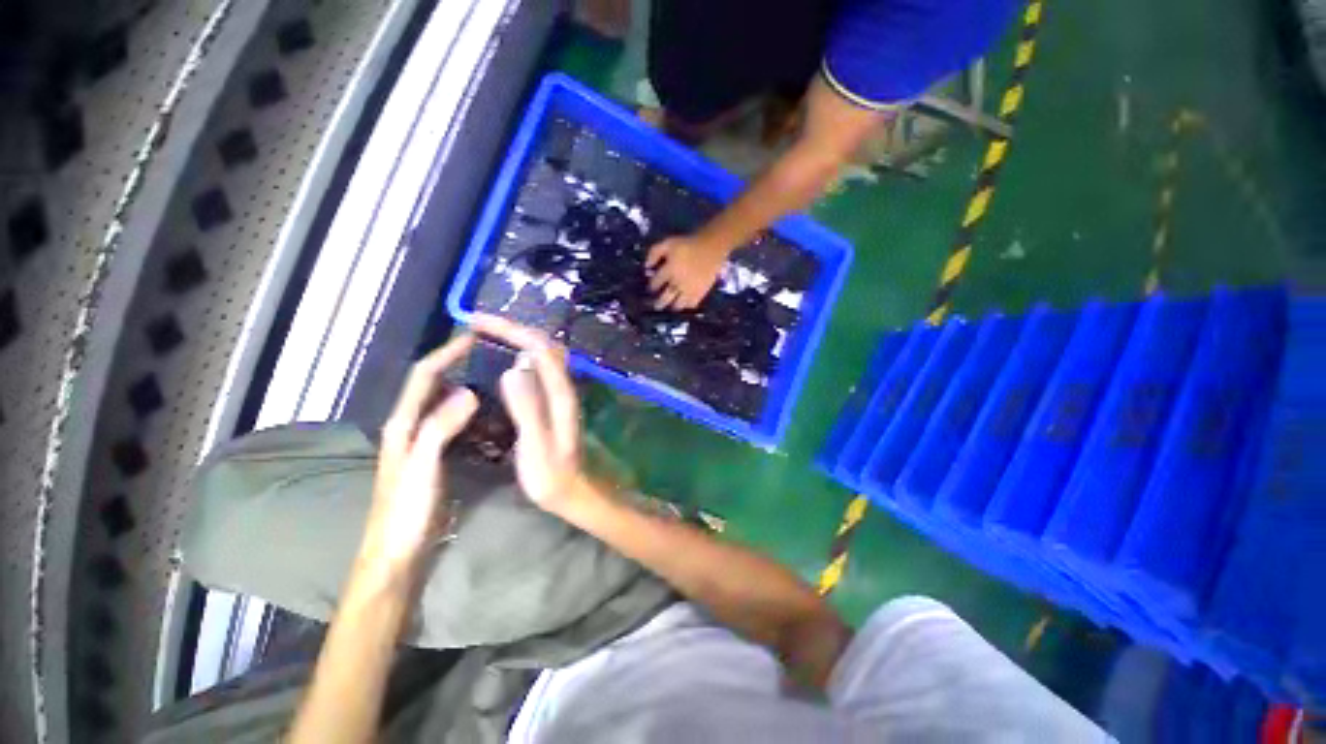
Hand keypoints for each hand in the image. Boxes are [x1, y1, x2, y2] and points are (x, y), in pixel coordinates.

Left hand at [365, 335, 478, 566]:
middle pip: (434, 384)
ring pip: (445, 402)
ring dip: (467, 385)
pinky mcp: (435, 453)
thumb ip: (440, 428)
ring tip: (497, 378)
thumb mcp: (422, 467)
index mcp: (403, 423)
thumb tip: (469, 392)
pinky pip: (454, 421)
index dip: (447, 353)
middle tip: (492, 355)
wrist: (396, 551)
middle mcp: (410, 425)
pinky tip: (491, 413)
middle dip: (458, 364)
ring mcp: (422, 439)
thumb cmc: (406, 511)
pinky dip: (472, 409)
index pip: (424, 376)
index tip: (474, 337)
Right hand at [468, 314, 587, 515]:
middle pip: (542, 344)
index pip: (538, 347)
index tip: (476, 321)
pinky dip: (519, 354)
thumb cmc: (552, 475)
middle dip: (512, 328)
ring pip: (541, 354)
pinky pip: (538, 367)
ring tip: (486, 335)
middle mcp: (563, 386)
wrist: (572, 490)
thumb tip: (514, 366)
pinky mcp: (554, 401)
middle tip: (478, 324)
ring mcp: (560, 392)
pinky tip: (503, 362)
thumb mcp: (536, 445)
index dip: (509, 329)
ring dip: (516, 338)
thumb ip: (528, 407)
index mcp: (560, 393)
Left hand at [646, 235, 729, 309]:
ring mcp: (690, 289)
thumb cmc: (688, 244)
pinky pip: (692, 304)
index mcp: (670, 269)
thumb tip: (646, 267)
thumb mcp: (668, 243)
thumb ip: (654, 252)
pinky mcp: (701, 292)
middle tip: (656, 305)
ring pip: (678, 304)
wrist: (711, 246)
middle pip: (665, 297)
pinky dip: (686, 306)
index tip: (650, 288)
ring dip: (672, 306)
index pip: (656, 283)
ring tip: (670, 306)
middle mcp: (678, 282)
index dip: (652, 286)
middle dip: (659, 303)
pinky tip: (684, 304)